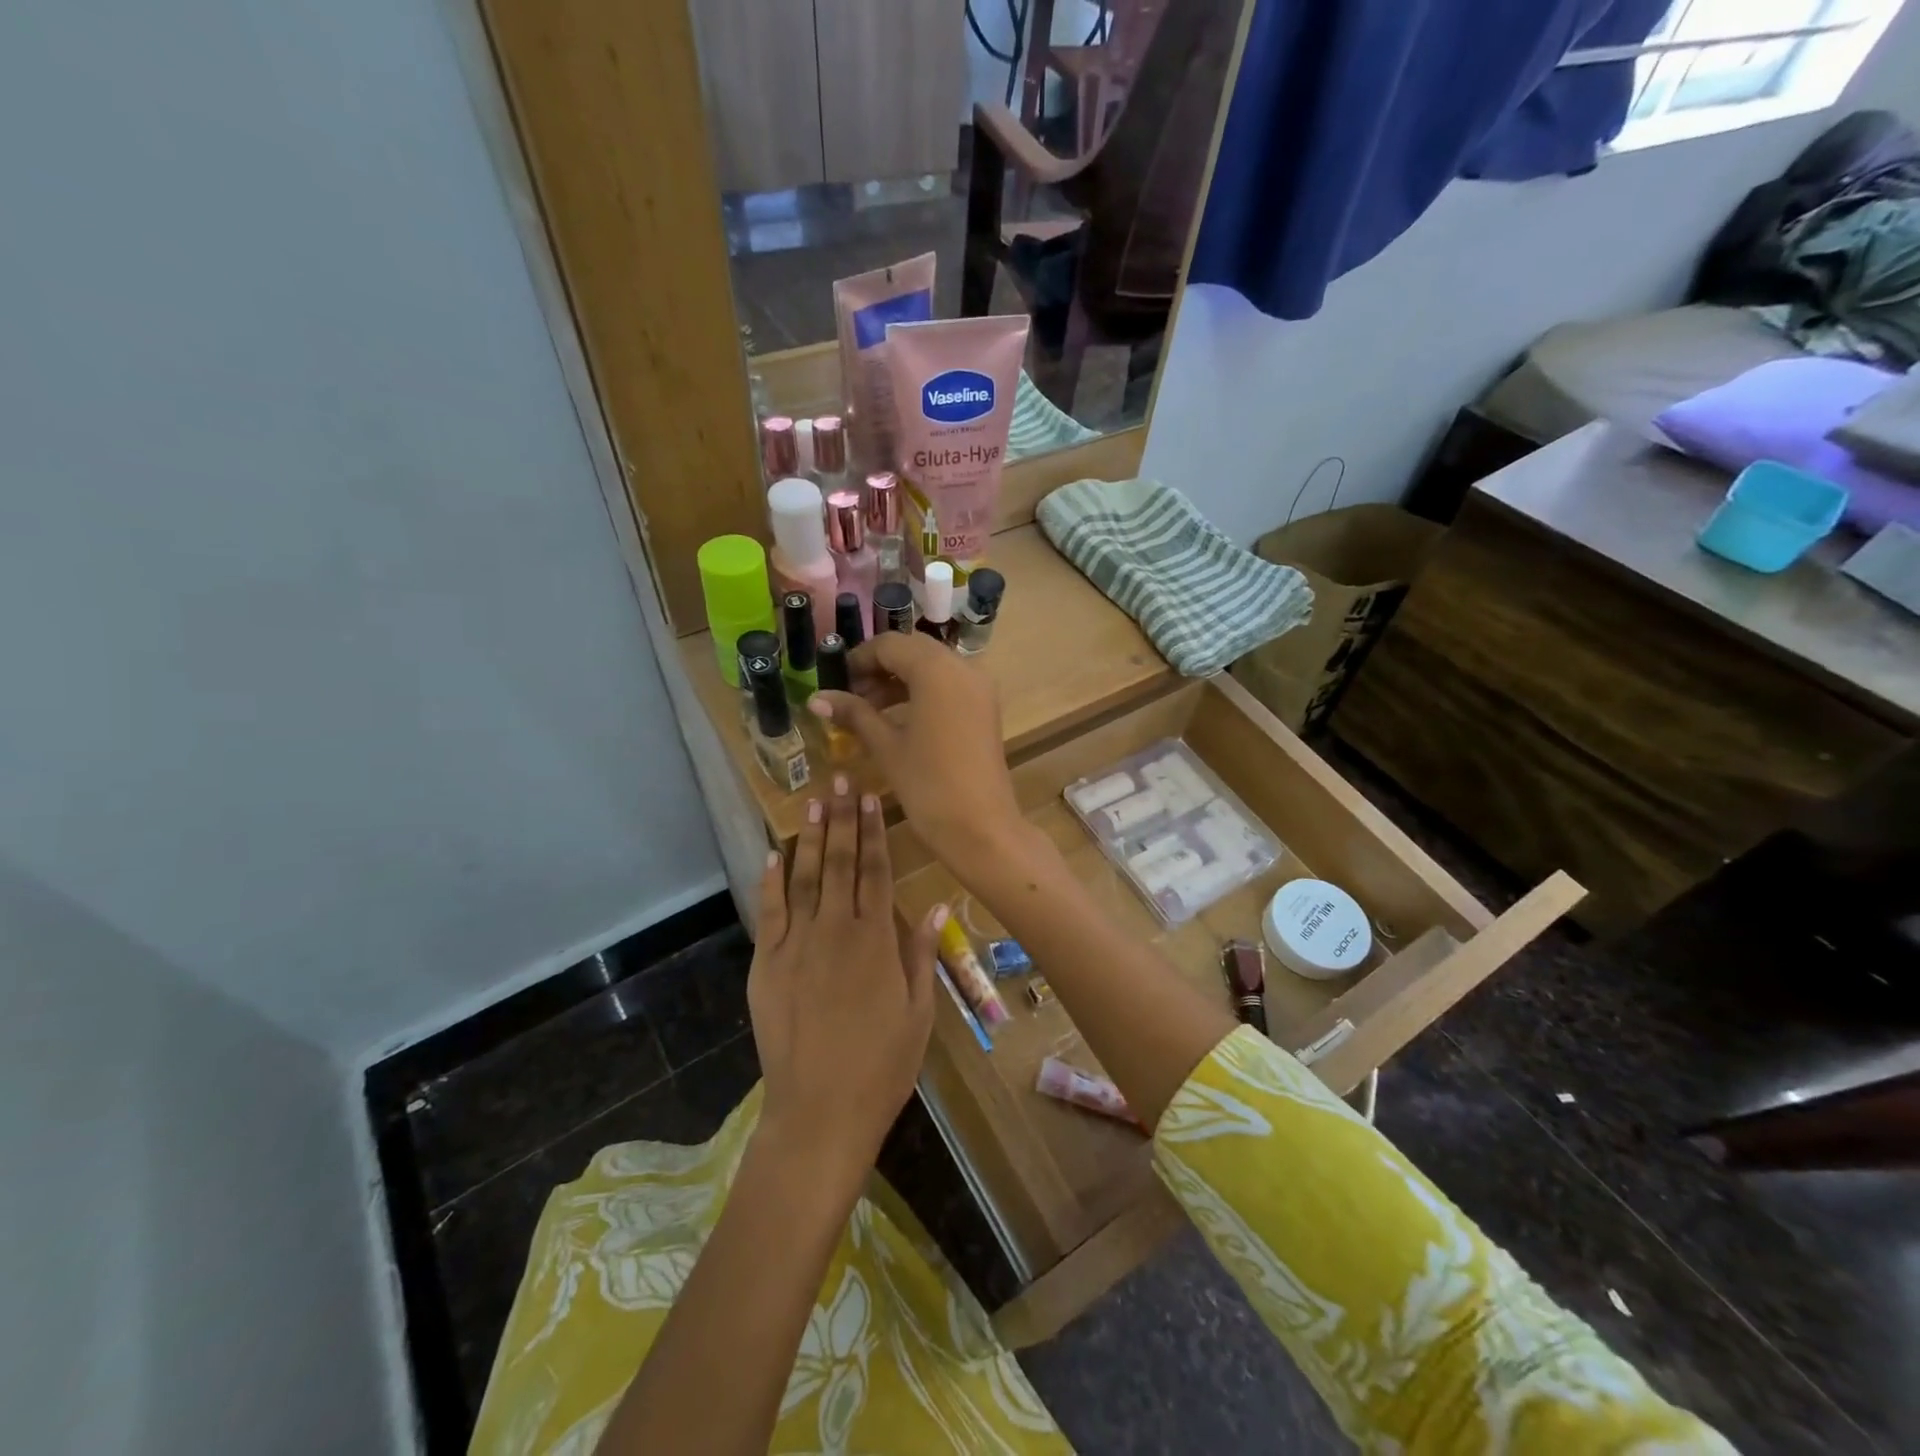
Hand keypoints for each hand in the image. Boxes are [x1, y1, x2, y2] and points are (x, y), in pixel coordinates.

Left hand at [747, 773, 944, 1192]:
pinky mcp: (766, 965)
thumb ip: (921, 954)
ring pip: (804, 878)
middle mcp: (834, 932)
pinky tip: (774, 853)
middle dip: (842, 818)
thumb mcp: (919, 1013)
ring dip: (810, 836)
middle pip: (839, 863)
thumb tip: (934, 905)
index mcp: (875, 941)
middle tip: (841, 779)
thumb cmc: (881, 1066)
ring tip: (813, 799)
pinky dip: (771, 880)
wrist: (819, 1112)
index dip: (874, 832)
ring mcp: (795, 946)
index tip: (872, 797)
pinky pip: (769, 913)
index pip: (875, 871)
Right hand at [808, 633, 1026, 871]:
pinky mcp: (986, 708)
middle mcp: (964, 667)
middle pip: (914, 651)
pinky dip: (923, 692)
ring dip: (901, 681)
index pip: (890, 645)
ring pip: (933, 667)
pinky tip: (899, 718)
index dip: (859, 659)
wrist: (981, 827)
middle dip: (880, 668)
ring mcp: (980, 687)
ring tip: (868, 710)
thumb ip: (854, 714)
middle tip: (851, 696)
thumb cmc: (928, 785)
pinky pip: (949, 685)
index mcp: (937, 669)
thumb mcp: (886, 746)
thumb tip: (816, 698)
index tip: (836, 682)